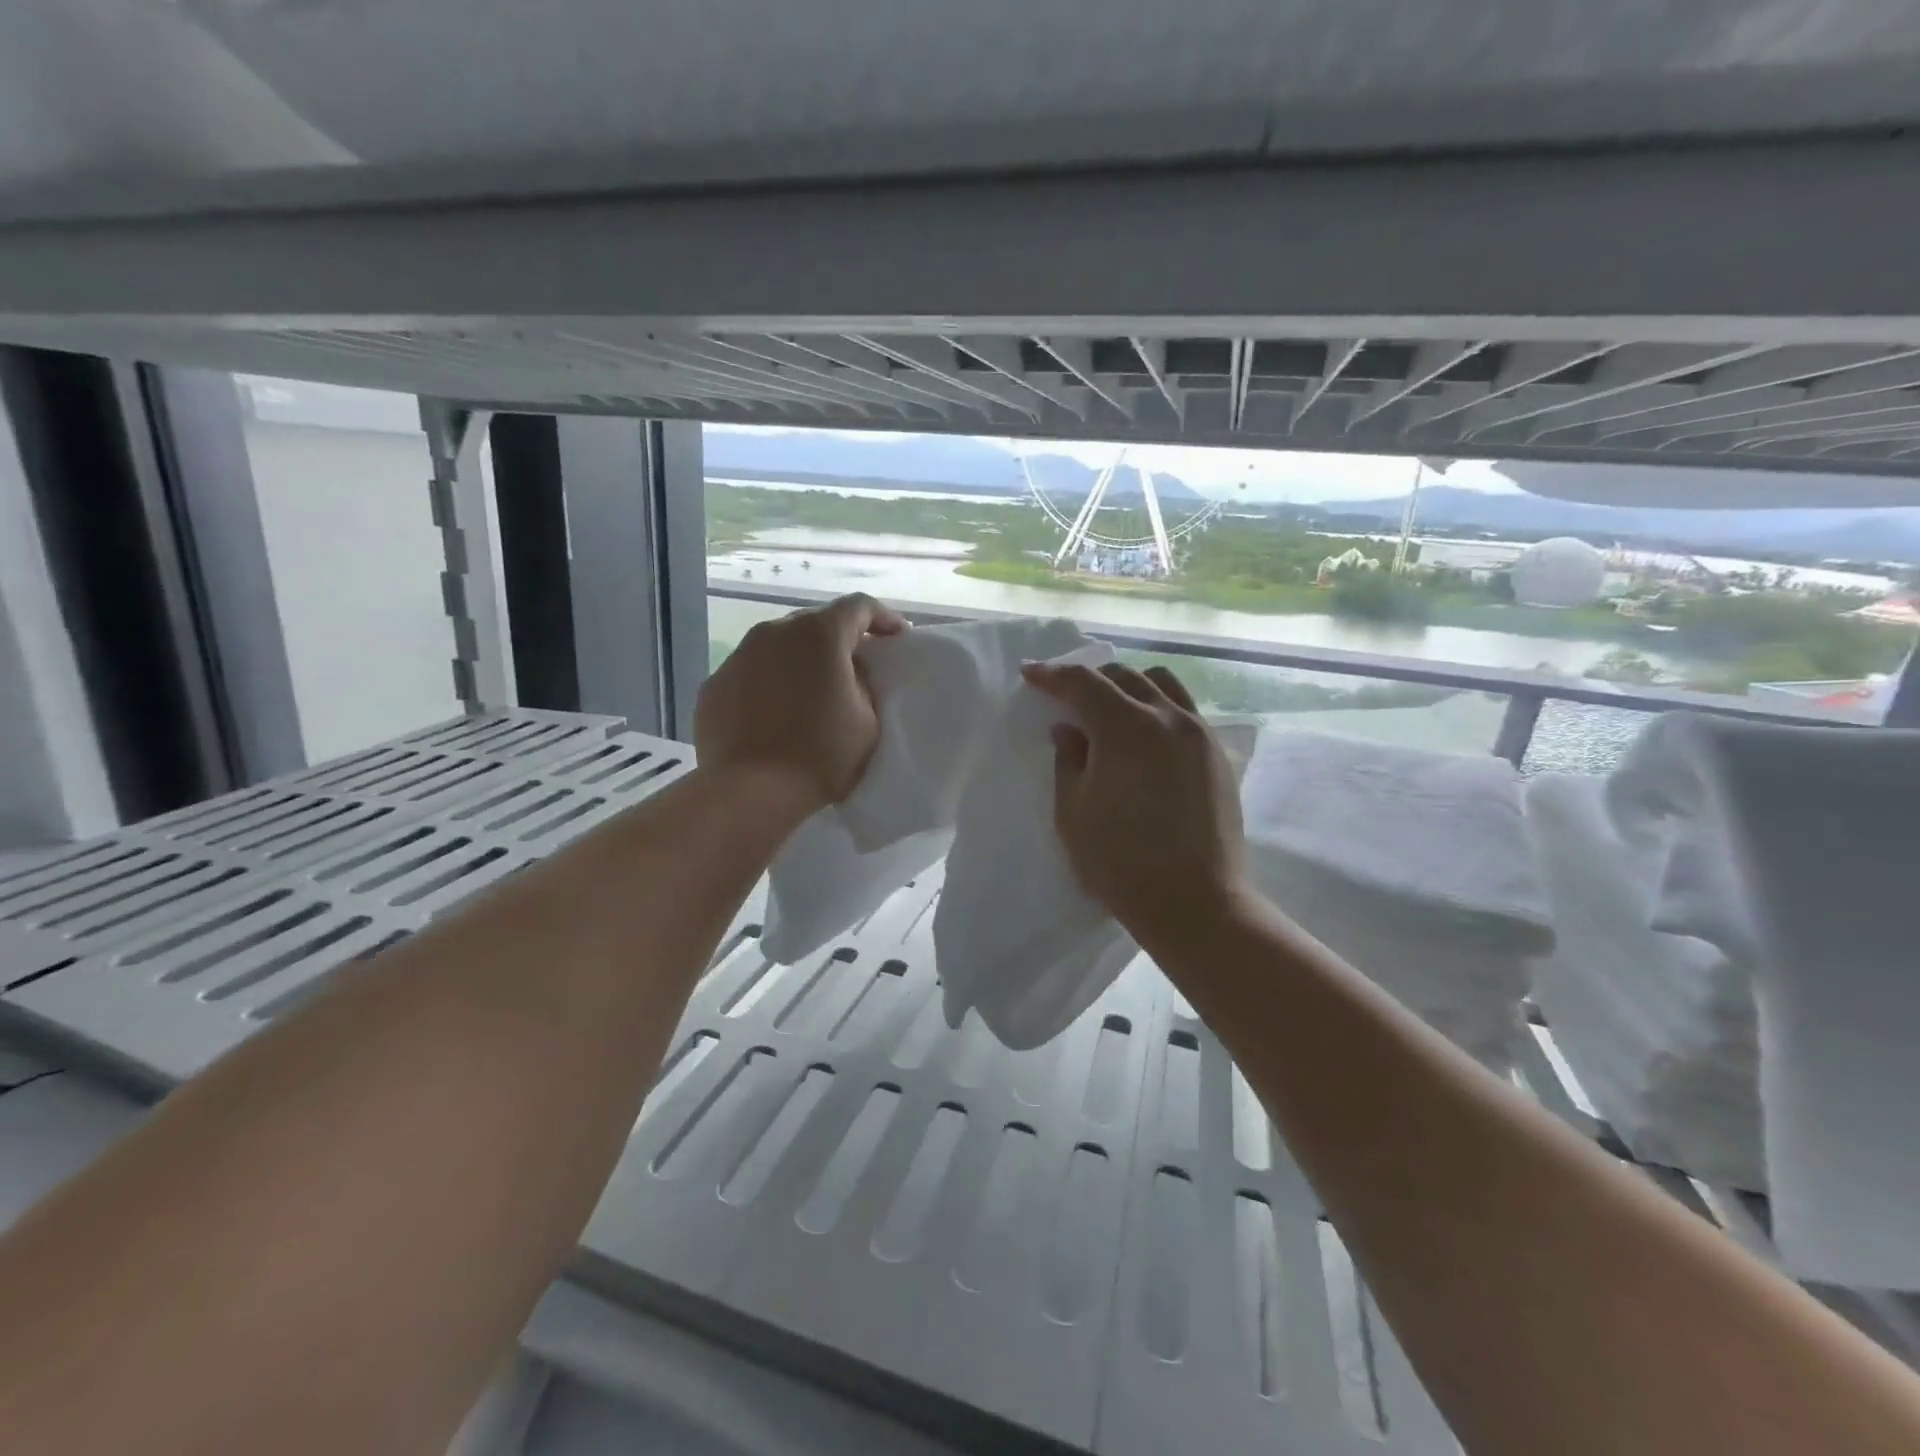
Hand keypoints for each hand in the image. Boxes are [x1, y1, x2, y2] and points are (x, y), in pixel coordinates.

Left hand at [695, 594, 906, 815]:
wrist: (749, 793)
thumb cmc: (820, 755)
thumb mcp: (868, 720)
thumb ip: (866, 684)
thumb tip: (852, 673)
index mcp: (819, 634)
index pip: (860, 607)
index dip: (883, 619)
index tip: (897, 639)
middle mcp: (774, 632)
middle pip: (815, 623)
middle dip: (839, 641)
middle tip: (856, 669)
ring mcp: (738, 656)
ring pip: (778, 647)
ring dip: (800, 662)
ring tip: (811, 693)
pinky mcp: (713, 684)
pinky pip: (751, 674)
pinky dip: (768, 685)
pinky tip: (775, 715)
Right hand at [1022, 660, 1248, 946]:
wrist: (1195, 902)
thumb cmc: (1121, 862)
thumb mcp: (1073, 812)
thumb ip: (1068, 760)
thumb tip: (1068, 728)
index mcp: (1127, 728)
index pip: (1083, 683)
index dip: (1052, 675)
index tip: (1030, 674)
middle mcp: (1168, 718)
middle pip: (1124, 676)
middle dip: (1089, 679)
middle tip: (1065, 697)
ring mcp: (1199, 734)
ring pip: (1161, 684)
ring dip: (1128, 686)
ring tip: (1110, 708)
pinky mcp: (1217, 754)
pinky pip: (1184, 710)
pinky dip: (1157, 707)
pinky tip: (1144, 737)